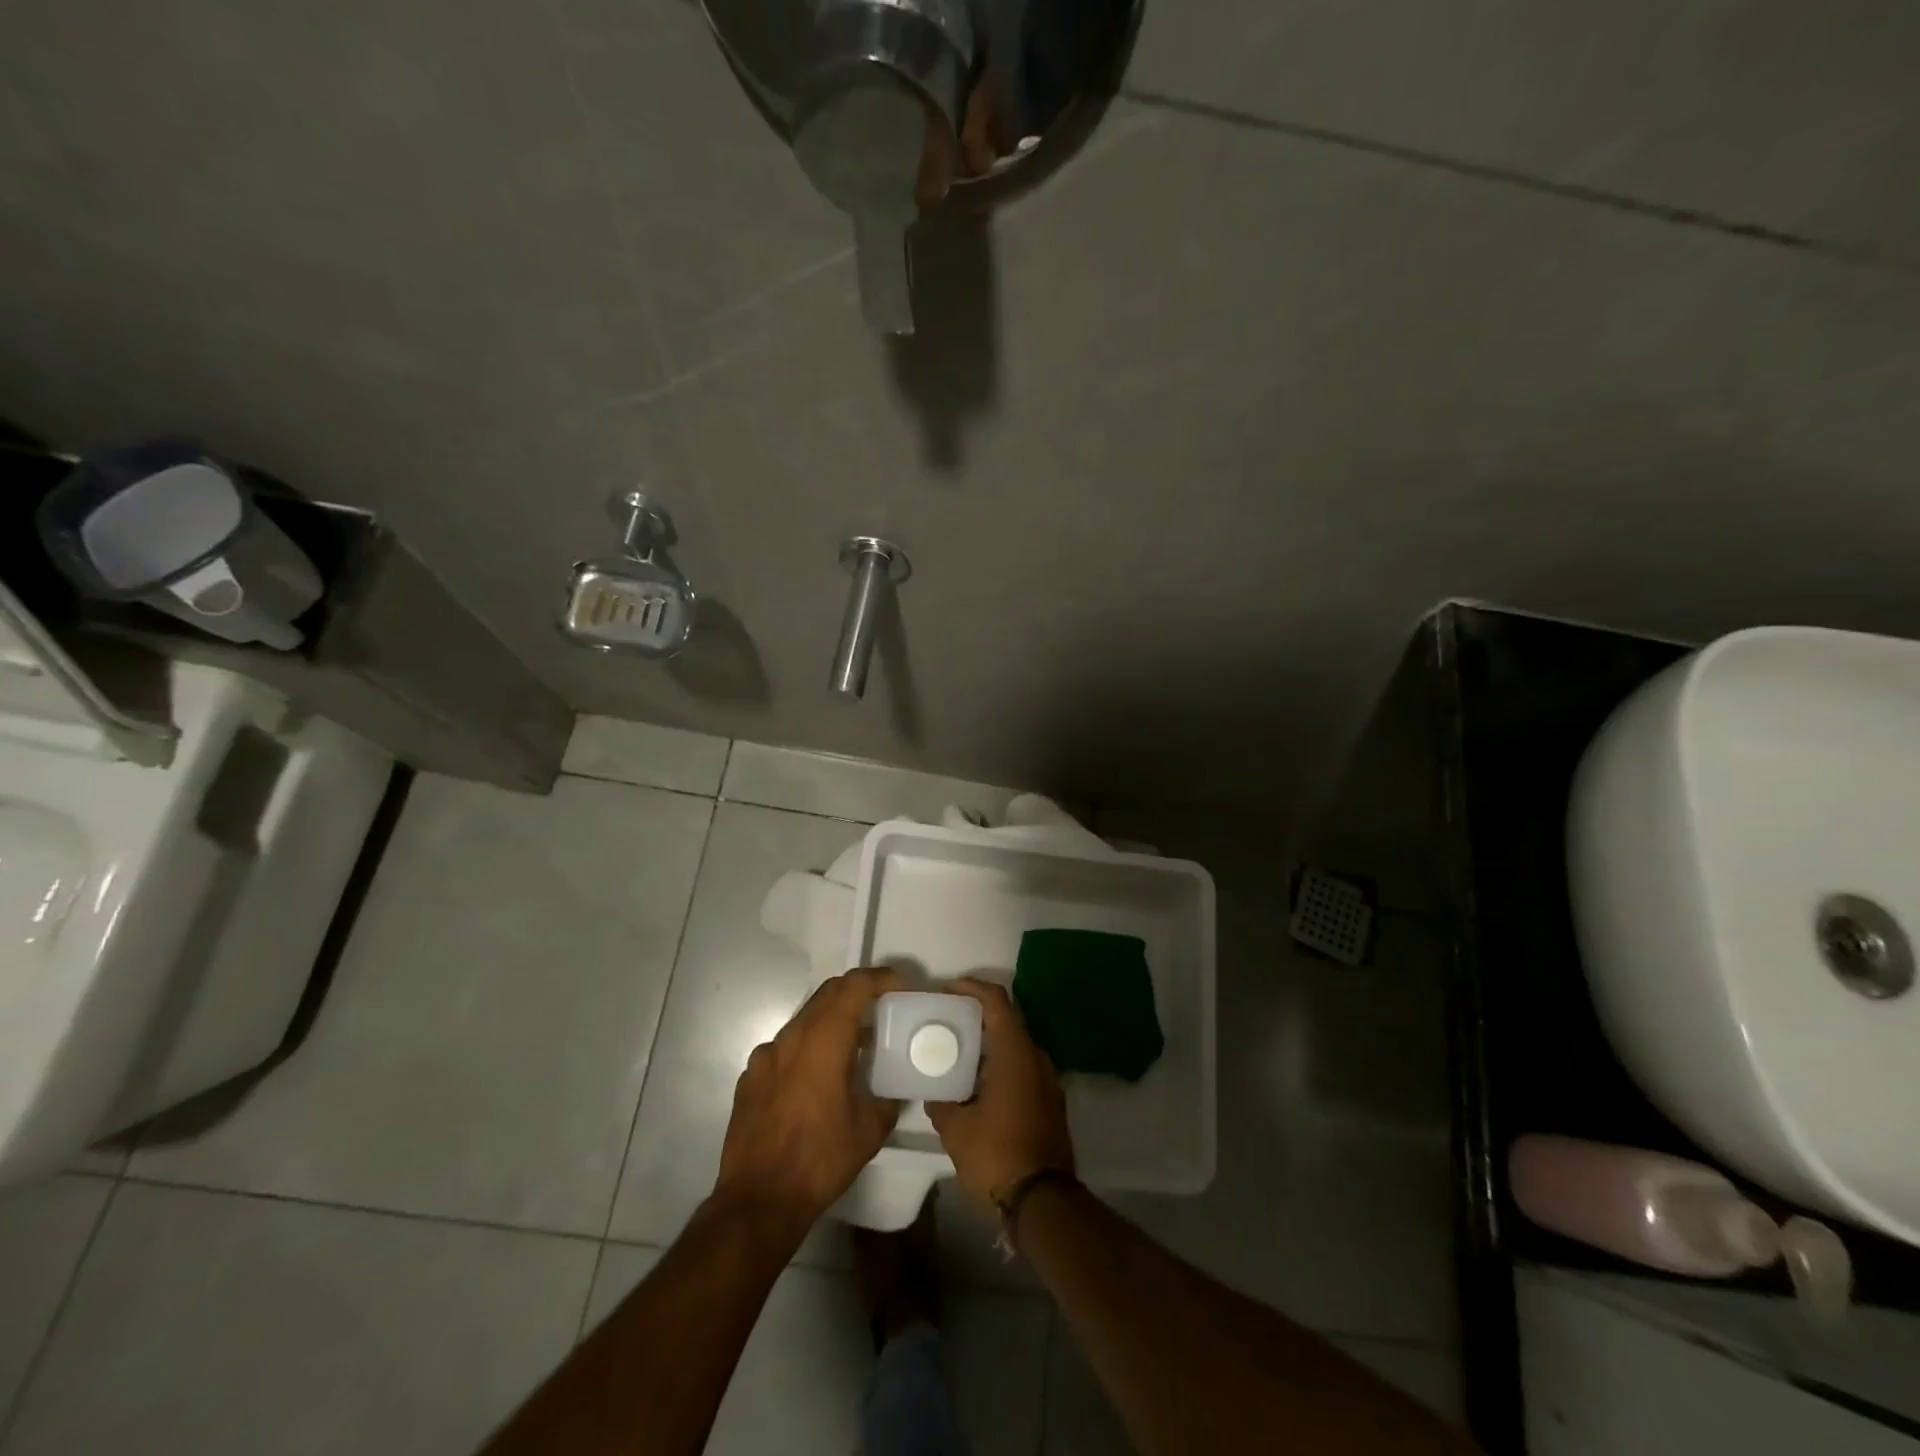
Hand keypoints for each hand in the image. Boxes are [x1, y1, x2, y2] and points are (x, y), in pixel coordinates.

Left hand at [715, 967, 907, 1237]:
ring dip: (831, 1021)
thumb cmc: (819, 1160)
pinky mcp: (749, 1077)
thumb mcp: (870, 1129)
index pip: (853, 986)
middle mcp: (791, 1037)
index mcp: (823, 1040)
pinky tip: (816, 1079)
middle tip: (881, 1007)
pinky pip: (784, 1048)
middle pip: (827, 994)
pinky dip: (807, 1047)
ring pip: (804, 1019)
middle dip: (857, 992)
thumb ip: (888, 1096)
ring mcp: (765, 1056)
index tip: (901, 986)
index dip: (880, 978)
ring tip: (852, 1046)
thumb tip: (895, 1085)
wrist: (758, 1202)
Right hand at [926, 978, 1075, 1207]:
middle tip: (946, 1021)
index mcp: (1015, 1052)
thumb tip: (934, 1092)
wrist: (1043, 1202)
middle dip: (976, 1016)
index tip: (946, 990)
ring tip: (956, 1052)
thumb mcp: (955, 1128)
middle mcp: (1036, 1057)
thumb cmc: (997, 1155)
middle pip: (1006, 1020)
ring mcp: (1047, 1080)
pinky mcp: (1050, 1101)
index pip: (996, 1000)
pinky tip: (977, 1083)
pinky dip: (1000, 1064)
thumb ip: (941, 1101)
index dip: (971, 987)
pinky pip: (1022, 1067)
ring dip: (988, 1043)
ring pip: (1015, 1046)